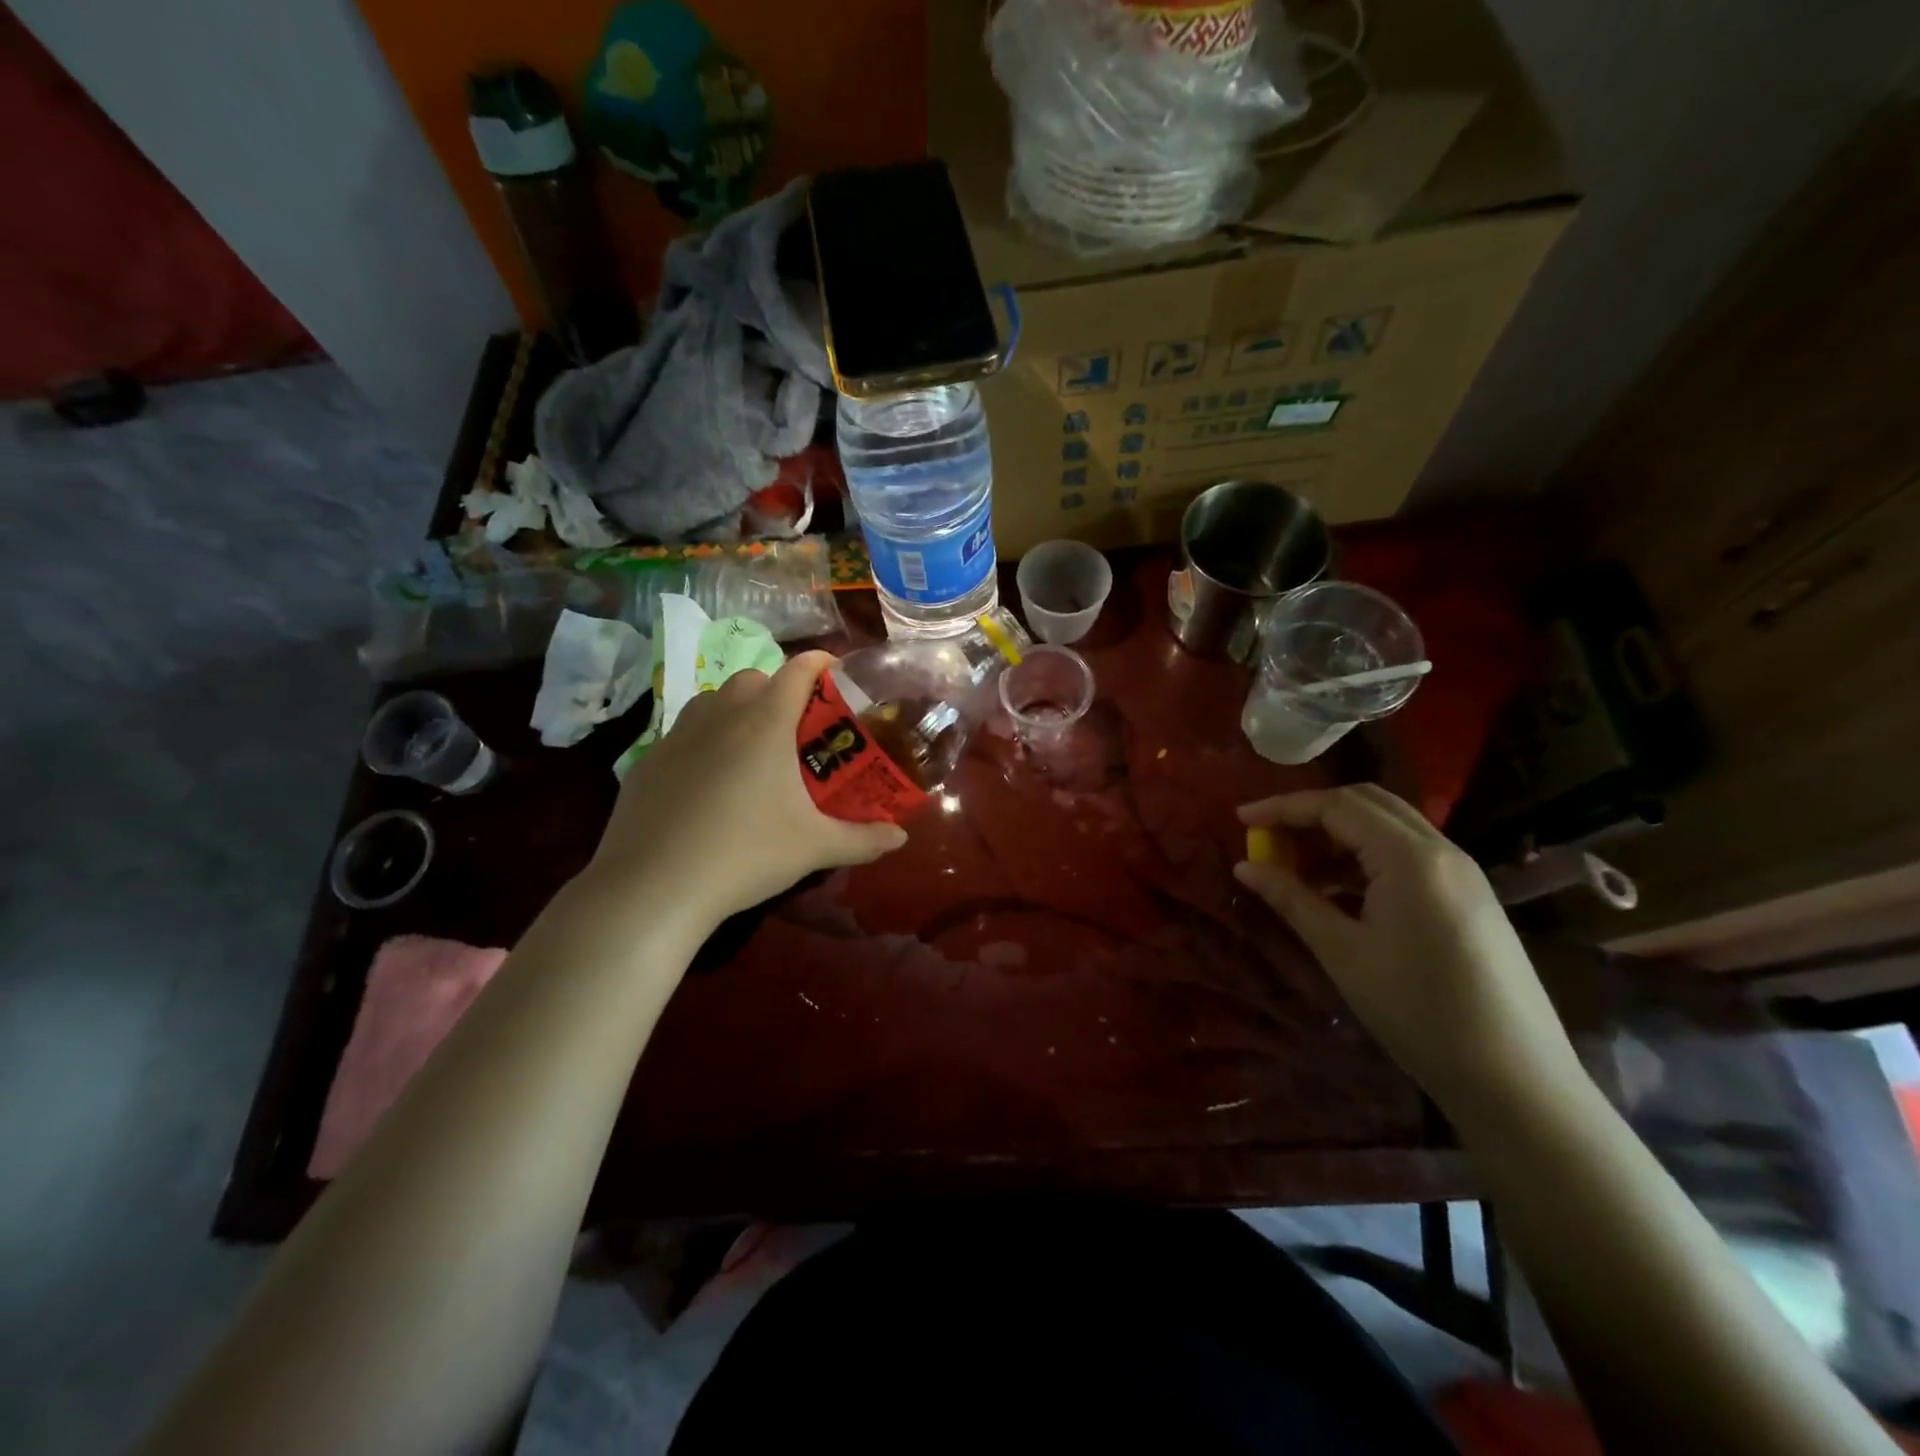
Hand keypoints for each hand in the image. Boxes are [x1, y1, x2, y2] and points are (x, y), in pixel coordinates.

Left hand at [585, 652, 907, 927]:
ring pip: (711, 702)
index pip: (798, 670)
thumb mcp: (813, 848)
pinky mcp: (646, 762)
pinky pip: (681, 735)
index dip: (820, 663)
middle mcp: (720, 715)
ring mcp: (676, 736)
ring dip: (735, 710)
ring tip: (750, 749)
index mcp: (765, 722)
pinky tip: (706, 784)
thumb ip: (863, 839)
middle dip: (777, 688)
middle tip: (795, 725)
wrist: (654, 886)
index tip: (836, 672)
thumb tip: (900, 838)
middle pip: (752, 678)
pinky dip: (701, 743)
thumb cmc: (746, 854)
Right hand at [1235, 785, 1584, 1120]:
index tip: (1240, 819)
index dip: (1283, 807)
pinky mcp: (1470, 896)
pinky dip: (1366, 857)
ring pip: (1389, 826)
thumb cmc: (1417, 1011)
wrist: (1516, 1080)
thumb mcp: (1342, 952)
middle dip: (1312, 812)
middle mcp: (1441, 850)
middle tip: (1269, 836)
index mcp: (1410, 858)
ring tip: (1296, 867)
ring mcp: (1462, 873)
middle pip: (1367, 802)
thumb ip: (1292, 899)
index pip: (1336, 806)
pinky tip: (1339, 892)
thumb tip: (1245, 866)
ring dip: (1339, 834)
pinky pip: (1408, 854)